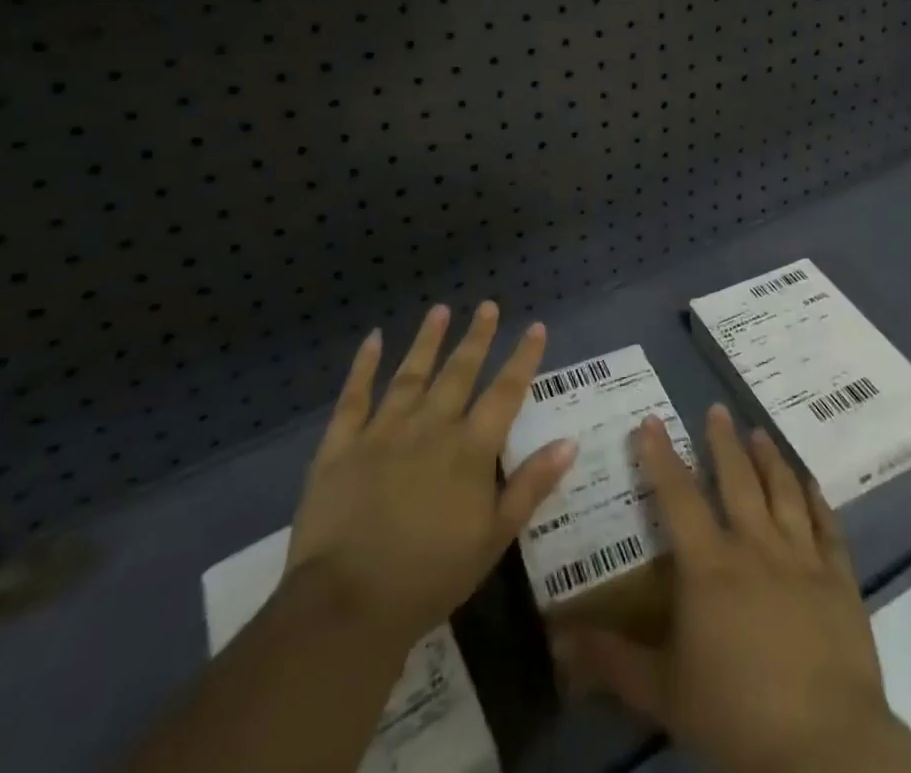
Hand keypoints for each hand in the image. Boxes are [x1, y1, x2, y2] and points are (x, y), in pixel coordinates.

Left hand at [281, 302, 578, 652]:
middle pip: (459, 372)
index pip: (505, 392)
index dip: (523, 358)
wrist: (347, 604)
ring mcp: (383, 431)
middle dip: (477, 337)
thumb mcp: (494, 537)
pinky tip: (373, 339)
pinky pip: (354, 396)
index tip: (535, 327)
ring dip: (427, 340)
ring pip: (410, 374)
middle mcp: (431, 426)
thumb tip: (569, 441)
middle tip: (487, 305)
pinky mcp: (341, 445)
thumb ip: (531, 485)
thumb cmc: (430, 576)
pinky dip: (363, 366)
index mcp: (470, 448)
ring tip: (440, 309)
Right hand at [557, 406, 910, 772]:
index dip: (661, 457)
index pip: (678, 496)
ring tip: (760, 432)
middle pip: (737, 480)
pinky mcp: (838, 578)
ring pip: (783, 491)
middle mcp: (755, 545)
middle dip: (723, 441)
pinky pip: (827, 526)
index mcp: (709, 565)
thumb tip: (557, 641)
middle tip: (717, 409)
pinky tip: (811, 482)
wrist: (823, 743)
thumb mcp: (663, 692)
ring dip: (770, 458)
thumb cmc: (736, 714)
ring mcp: (801, 557)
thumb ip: (611, 661)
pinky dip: (817, 499)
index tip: (651, 421)